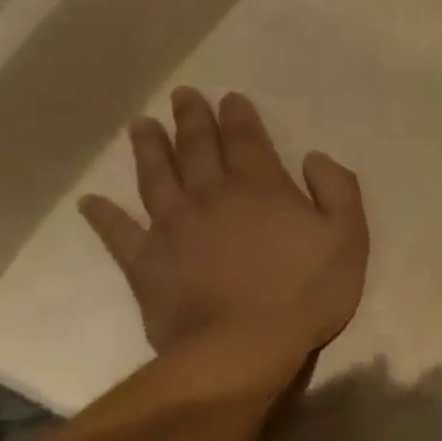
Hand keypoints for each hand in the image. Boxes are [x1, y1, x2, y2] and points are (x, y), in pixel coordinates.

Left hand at [77, 88, 368, 360]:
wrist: (243, 344)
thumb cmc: (307, 289)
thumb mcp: (348, 236)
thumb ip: (337, 190)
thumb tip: (314, 158)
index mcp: (261, 188)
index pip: (247, 141)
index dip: (239, 118)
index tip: (230, 98)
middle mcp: (211, 196)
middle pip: (198, 149)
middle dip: (192, 120)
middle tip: (183, 96)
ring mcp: (172, 228)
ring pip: (156, 178)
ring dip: (150, 149)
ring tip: (142, 125)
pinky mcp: (146, 262)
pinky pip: (119, 232)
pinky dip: (104, 216)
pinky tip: (93, 202)